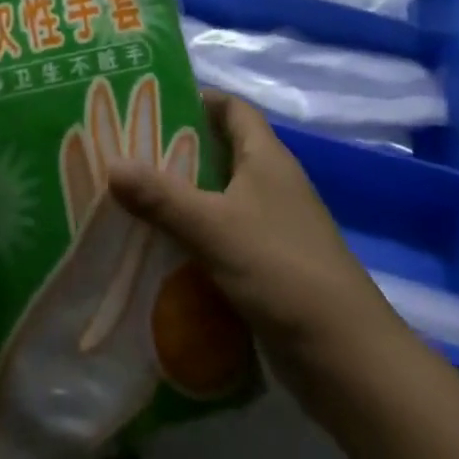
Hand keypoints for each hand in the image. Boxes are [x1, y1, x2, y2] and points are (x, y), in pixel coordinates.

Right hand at [106, 91, 396, 384]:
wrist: (347, 359)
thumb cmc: (282, 270)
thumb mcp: (214, 227)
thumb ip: (161, 196)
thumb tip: (111, 163)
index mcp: (266, 157)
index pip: (232, 108)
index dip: (196, 99)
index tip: (150, 103)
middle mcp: (271, 183)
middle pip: (220, 151)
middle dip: (176, 151)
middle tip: (126, 152)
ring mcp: (274, 227)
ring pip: (219, 198)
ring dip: (182, 199)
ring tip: (131, 199)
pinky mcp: (270, 268)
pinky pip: (224, 239)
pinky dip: (195, 239)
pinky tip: (159, 250)